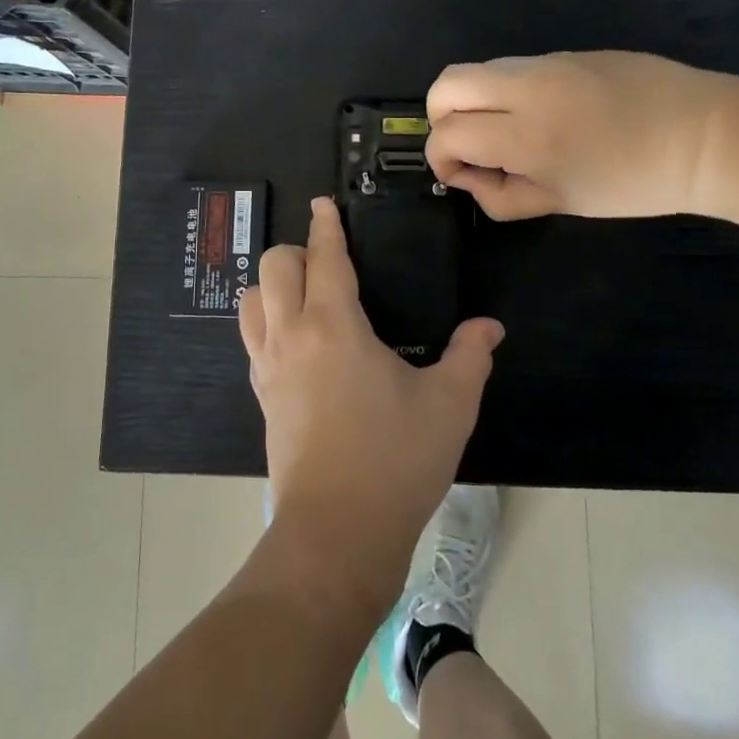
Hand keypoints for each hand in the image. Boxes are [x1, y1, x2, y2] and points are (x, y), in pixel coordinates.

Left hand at [240, 198, 503, 603]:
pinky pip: (252, 339)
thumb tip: (488, 326)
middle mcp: (291, 335)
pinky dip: (266, 322)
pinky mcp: (262, 397)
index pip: (323, 257)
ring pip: (250, 301)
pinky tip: (297, 343)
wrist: (337, 534)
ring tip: (305, 298)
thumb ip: (470, 356)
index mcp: (333, 326)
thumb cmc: (395, 461)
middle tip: (328, 264)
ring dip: (272, 286)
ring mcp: (268, 367)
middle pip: (273, 267)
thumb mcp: (448, 406)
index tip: (323, 204)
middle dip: (297, 251)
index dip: (325, 225)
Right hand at [426, 51, 738, 220]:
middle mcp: (528, 89)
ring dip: (474, 101)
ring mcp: (549, 62)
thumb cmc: (635, 182)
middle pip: (447, 84)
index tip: (460, 173)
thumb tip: (467, 177)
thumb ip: (503, 197)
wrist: (706, 136)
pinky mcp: (568, 51)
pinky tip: (543, 114)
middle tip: (467, 143)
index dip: (441, 157)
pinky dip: (507, 91)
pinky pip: (516, 67)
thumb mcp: (564, 203)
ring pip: (479, 69)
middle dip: (441, 116)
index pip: (449, 133)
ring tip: (506, 130)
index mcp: (528, 137)